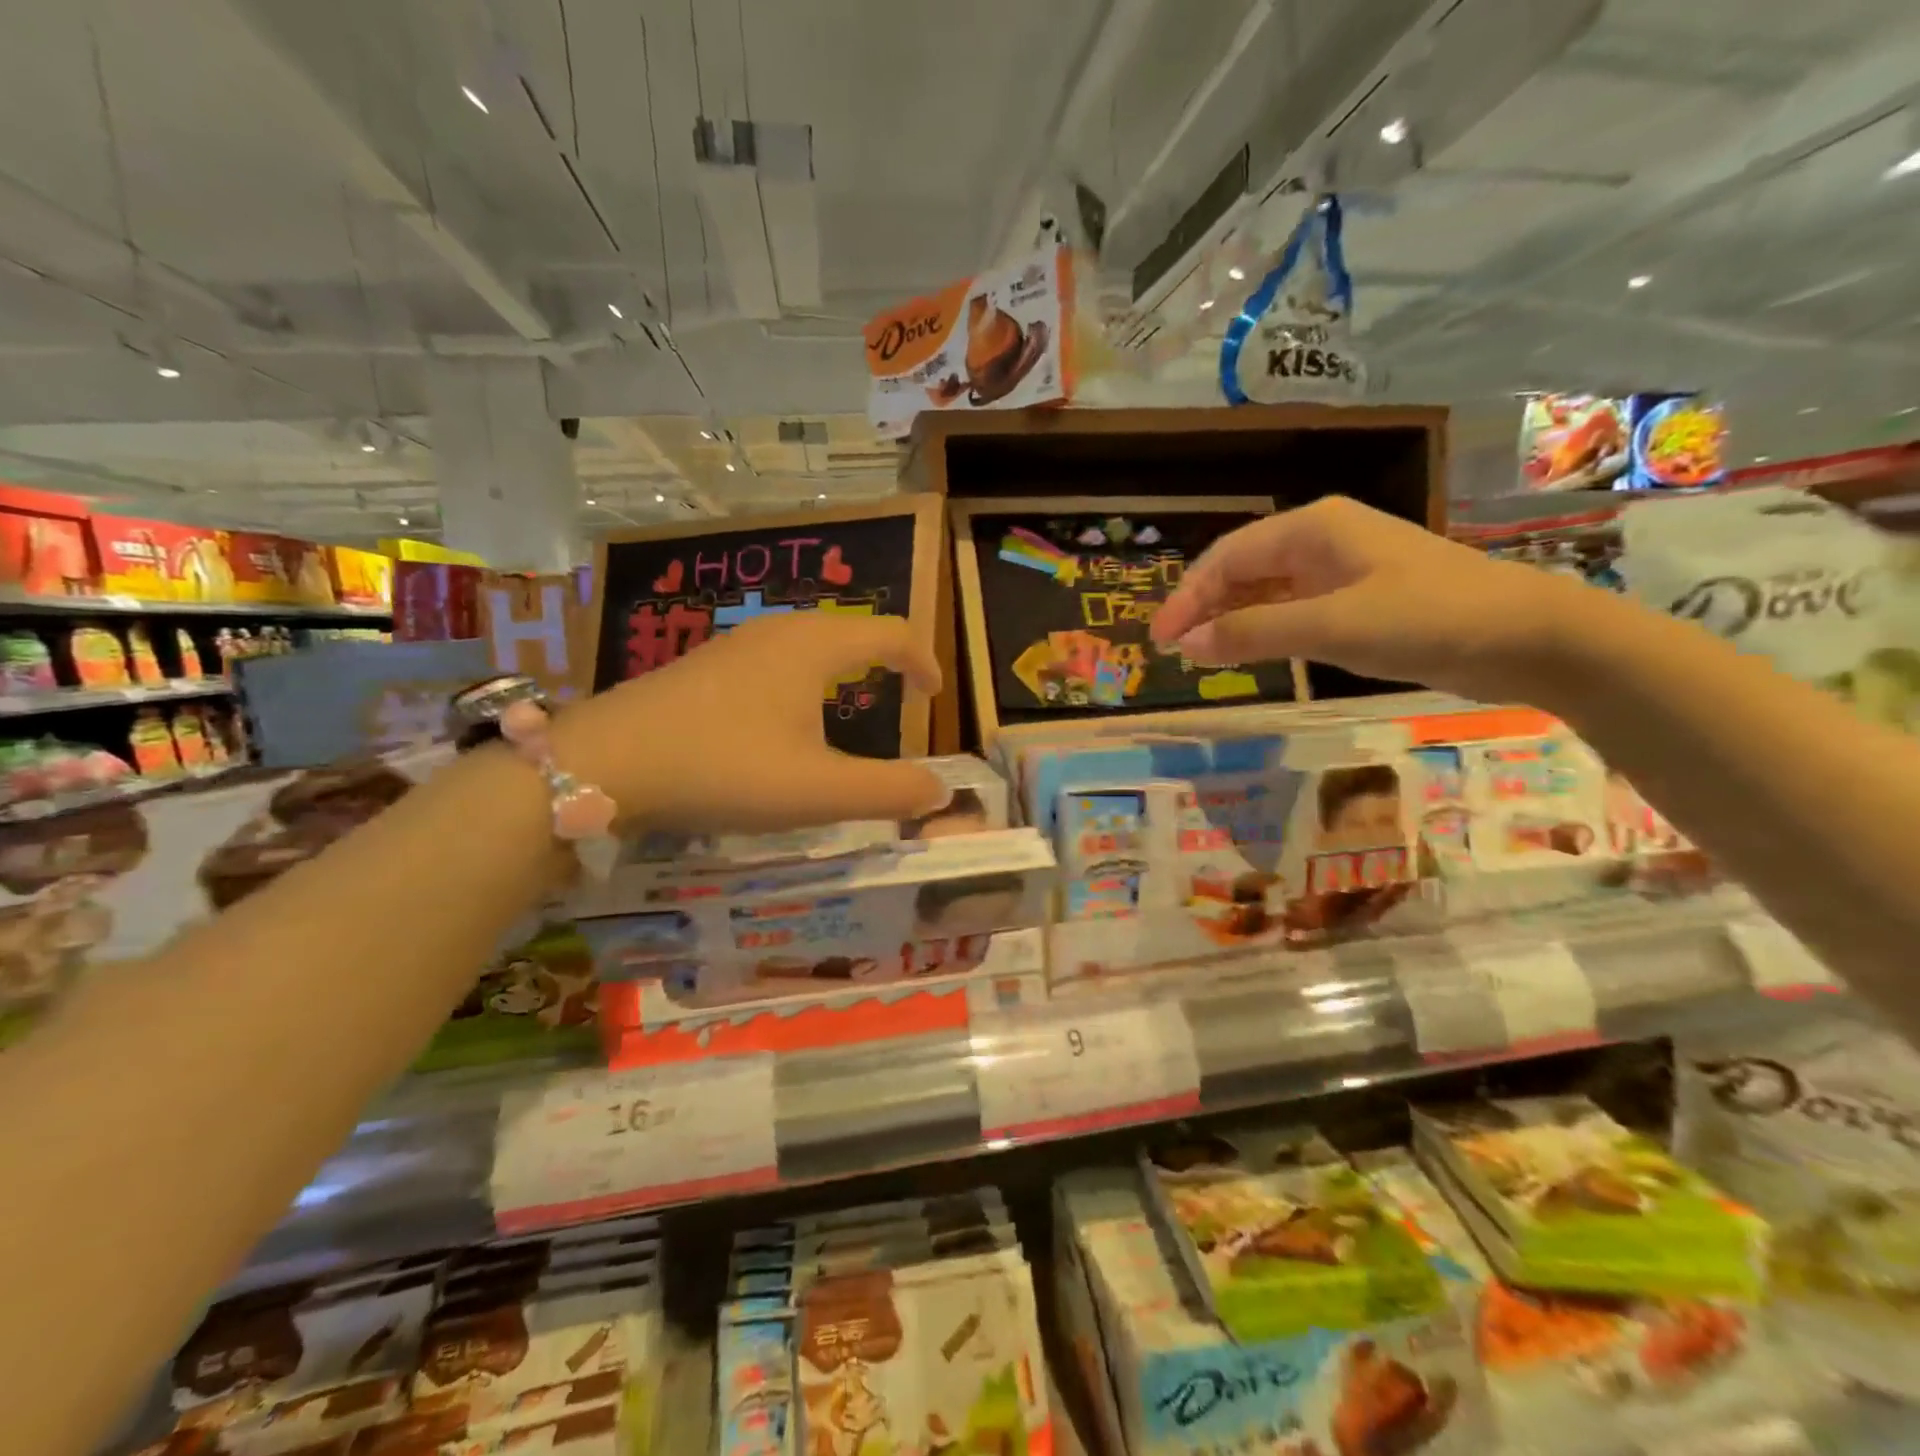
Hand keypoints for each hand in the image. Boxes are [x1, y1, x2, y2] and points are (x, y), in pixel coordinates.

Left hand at [555, 613, 948, 831]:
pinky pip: (775, 656)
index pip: (891, 632)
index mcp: (814, 647)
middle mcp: (778, 631)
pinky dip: (803, 676)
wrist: (605, 762)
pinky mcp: (705, 664)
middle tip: (898, 697)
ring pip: (809, 640)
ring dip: (842, 665)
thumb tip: (941, 790)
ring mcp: (735, 644)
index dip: (922, 661)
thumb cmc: (724, 768)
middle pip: (850, 629)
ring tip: (849, 704)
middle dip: (884, 658)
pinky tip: (782, 717)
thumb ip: (889, 792)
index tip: (933, 696)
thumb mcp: (818, 792)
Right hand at [1151, 496, 1589, 702]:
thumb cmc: (1426, 618)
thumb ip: (1253, 632)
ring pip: (1266, 591)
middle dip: (1205, 607)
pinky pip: (1293, 609)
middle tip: (1174, 650)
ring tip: (1201, 655)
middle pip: (1242, 570)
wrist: (1526, 637)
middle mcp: (1321, 540)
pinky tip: (1250, 652)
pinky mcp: (1359, 600)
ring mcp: (1342, 570)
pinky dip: (1264, 630)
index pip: (1227, 557)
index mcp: (1312, 528)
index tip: (1161, 639)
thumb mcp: (1331, 626)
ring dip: (1231, 619)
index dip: (1188, 597)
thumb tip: (1186, 645)